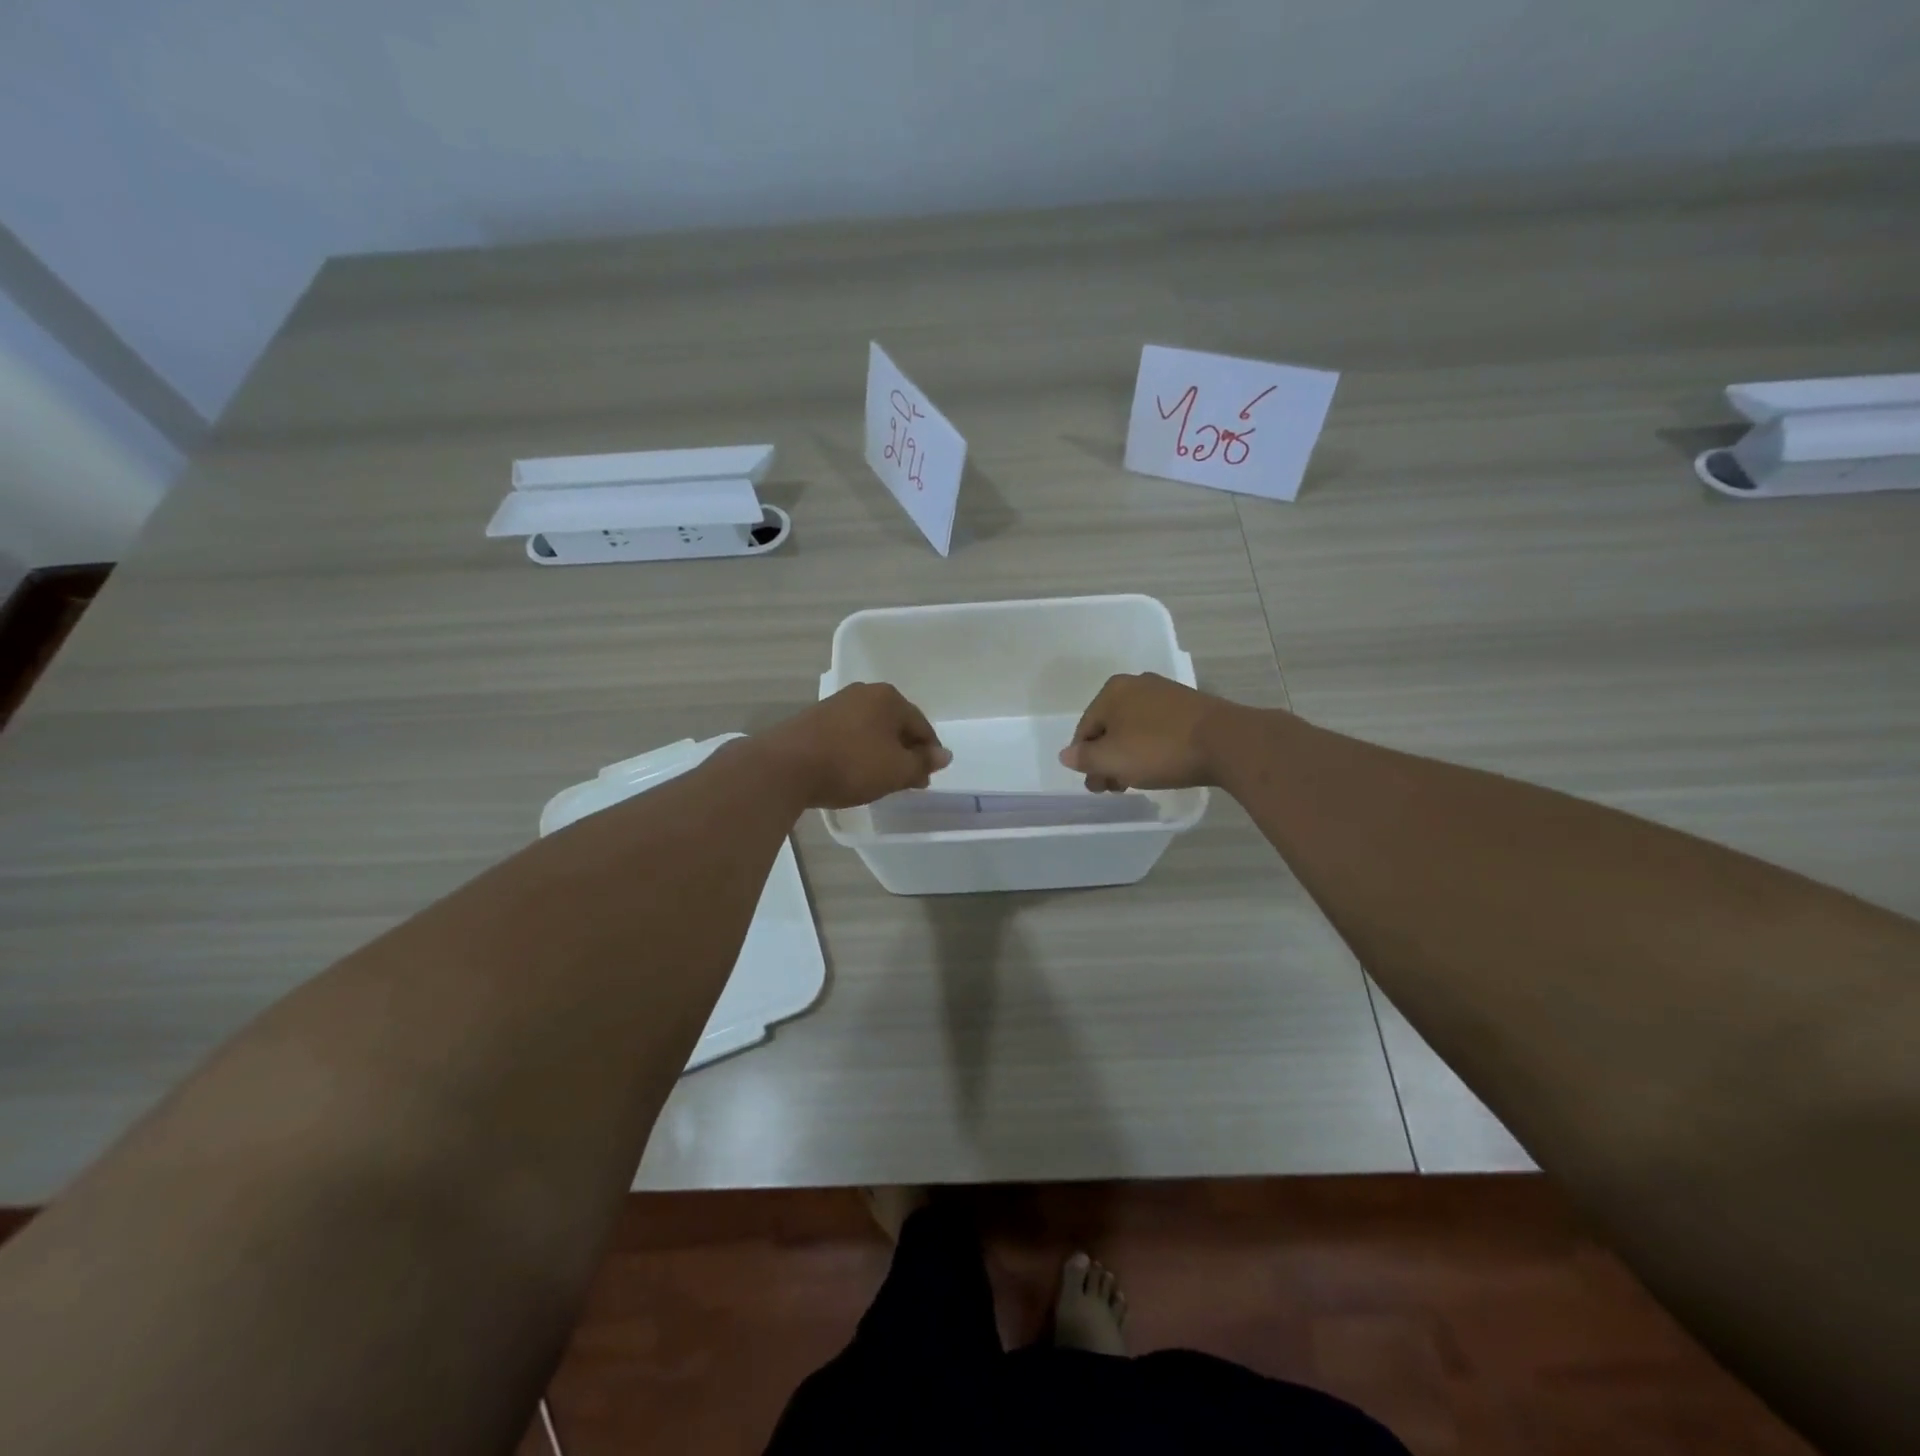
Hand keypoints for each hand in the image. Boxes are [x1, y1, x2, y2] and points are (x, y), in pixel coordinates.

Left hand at [756, 683, 951, 809]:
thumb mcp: (896, 770)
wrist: (786, 766)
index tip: (927, 777)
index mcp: (889, 698)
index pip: (921, 725)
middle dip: (904, 751)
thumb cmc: (851, 764)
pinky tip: (854, 770)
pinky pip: (849, 735)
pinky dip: (858, 751)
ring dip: (881, 752)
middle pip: (895, 724)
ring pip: (871, 730)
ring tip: (881, 779)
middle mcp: (864, 693)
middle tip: (907, 780)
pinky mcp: (814, 719)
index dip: (929, 753)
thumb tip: (944, 755)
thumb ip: (922, 762)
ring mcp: (836, 704)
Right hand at [1058, 673, 1240, 791]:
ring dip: (1129, 755)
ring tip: (1136, 781)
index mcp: (1112, 691)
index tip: (1096, 786)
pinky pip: (1158, 729)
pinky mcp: (1190, 706)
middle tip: (1114, 787)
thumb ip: (1085, 758)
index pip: (1085, 729)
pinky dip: (1152, 747)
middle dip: (1108, 759)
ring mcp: (1166, 693)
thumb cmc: (1159, 749)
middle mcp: (1137, 684)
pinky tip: (1160, 765)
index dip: (1085, 760)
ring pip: (1135, 729)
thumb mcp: (1112, 759)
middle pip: (1110, 728)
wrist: (1226, 742)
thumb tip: (1066, 755)